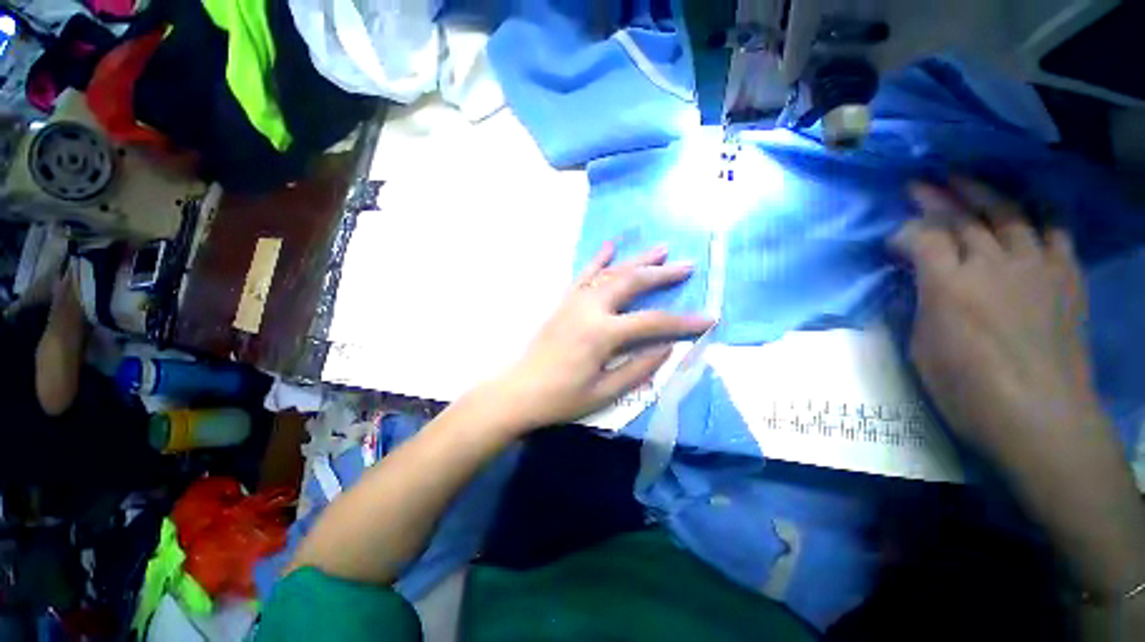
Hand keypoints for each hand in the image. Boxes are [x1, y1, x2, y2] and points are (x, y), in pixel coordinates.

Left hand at [492, 242, 713, 429]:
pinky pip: (583, 274)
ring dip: (637, 260)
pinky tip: (610, 246)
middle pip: (632, 282)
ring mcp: (574, 300)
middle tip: (687, 265)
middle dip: (662, 273)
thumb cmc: (562, 398)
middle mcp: (590, 307)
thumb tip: (668, 347)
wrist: (519, 390)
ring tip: (661, 249)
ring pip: (611, 272)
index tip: (709, 318)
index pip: (652, 321)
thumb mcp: (605, 392)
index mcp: (602, 333)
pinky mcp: (564, 301)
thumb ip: (639, 368)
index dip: (682, 321)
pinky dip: (598, 259)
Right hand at [891, 179, 1102, 463]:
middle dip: (936, 197)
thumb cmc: (967, 390)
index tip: (892, 243)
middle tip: (919, 183)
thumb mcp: (920, 348)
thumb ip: (917, 305)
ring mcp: (1034, 265)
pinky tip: (1025, 208)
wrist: (1040, 417)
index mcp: (949, 285)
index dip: (903, 233)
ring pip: (1008, 213)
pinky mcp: (1065, 276)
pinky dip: (1037, 214)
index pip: (922, 237)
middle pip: (963, 216)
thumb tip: (913, 282)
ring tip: (964, 179)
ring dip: (982, 193)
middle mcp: (992, 263)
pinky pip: (1053, 231)